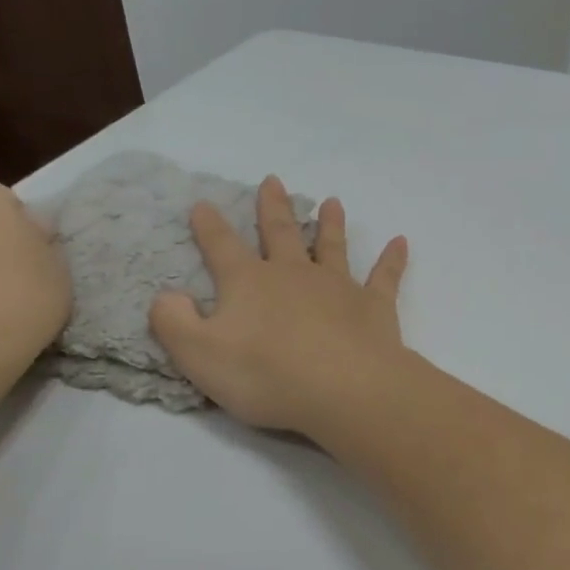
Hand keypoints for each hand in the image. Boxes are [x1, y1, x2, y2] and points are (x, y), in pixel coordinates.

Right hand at [150, 176, 408, 435]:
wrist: (344, 389)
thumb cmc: (266, 374)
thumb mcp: (199, 355)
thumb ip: (174, 323)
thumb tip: (167, 296)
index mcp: (249, 282)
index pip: (222, 246)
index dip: (209, 226)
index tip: (203, 204)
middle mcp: (294, 274)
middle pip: (280, 233)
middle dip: (273, 207)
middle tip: (273, 180)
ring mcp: (338, 286)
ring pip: (332, 246)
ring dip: (330, 224)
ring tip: (332, 201)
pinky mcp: (374, 306)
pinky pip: (385, 276)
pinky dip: (393, 259)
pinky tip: (402, 242)